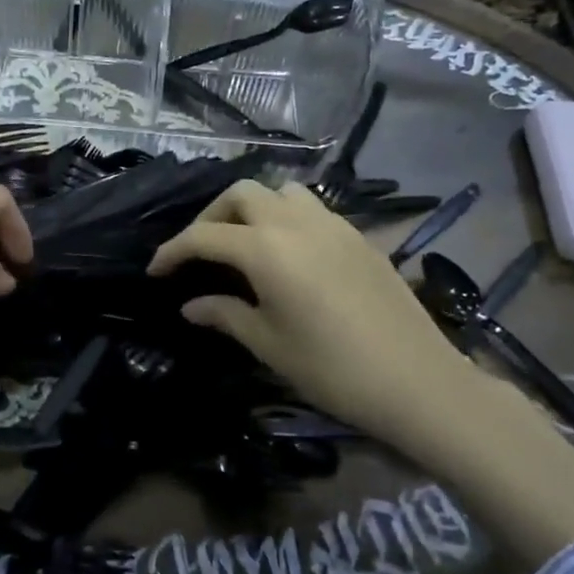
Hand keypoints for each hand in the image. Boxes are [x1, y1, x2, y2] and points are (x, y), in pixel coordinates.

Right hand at [149, 181, 573, 566]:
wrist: (418, 381)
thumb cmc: (332, 369)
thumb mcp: (268, 344)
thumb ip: (225, 314)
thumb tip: (190, 305)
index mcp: (266, 249)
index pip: (204, 236)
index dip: (173, 251)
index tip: (155, 270)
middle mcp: (296, 223)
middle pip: (242, 194)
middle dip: (211, 216)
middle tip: (199, 251)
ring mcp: (333, 225)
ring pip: (281, 192)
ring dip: (252, 208)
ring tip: (242, 243)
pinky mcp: (358, 236)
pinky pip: (311, 208)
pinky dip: (285, 217)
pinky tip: (285, 253)